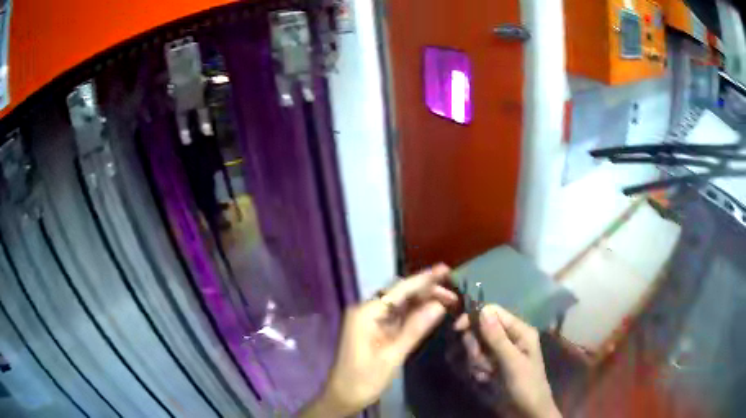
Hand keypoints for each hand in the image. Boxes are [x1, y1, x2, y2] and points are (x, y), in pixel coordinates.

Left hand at [300, 264, 456, 416]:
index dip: (424, 279)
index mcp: (365, 312)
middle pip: (400, 293)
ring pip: (400, 303)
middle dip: (426, 290)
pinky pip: (397, 316)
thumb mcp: (392, 355)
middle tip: (453, 292)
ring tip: (448, 298)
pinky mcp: (374, 329)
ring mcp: (370, 319)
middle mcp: (366, 310)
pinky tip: (431, 311)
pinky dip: (414, 313)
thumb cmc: (364, 379)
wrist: (343, 396)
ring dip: (423, 300)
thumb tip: (440, 305)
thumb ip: (415, 329)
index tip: (446, 269)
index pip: (399, 290)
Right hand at [455, 305, 561, 417]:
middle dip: (475, 348)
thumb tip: (483, 310)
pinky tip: (484, 380)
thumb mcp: (512, 362)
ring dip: (476, 363)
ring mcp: (497, 353)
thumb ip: (497, 337)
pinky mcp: (490, 366)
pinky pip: (473, 361)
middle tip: (484, 364)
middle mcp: (507, 338)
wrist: (526, 413)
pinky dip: (475, 371)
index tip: (458, 329)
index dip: (474, 318)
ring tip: (487, 376)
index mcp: (519, 331)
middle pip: (479, 330)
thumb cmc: (525, 385)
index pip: (492, 312)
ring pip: (474, 347)